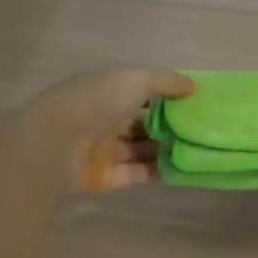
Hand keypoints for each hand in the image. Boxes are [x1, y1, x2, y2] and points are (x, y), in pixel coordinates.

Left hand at [23, 68, 193, 192]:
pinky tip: (182, 169)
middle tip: (201, 130)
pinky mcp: (106, 177)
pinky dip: (157, 172)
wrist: (56, 142)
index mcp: (107, 91)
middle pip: (142, 123)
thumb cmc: (97, 102)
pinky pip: (137, 174)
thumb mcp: (136, 79)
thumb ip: (166, 82)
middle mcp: (105, 119)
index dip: (166, 97)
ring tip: (197, 150)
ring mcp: (104, 150)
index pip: (140, 93)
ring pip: (141, 149)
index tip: (194, 103)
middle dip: (169, 126)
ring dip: (165, 149)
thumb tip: (193, 86)